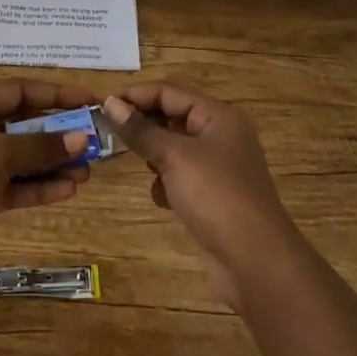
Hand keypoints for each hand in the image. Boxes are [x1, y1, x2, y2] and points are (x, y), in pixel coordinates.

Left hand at [0, 80, 97, 280]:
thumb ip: (40, 146)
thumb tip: (82, 137)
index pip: (19, 90)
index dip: (56, 94)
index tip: (90, 101)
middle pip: (20, 125)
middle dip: (56, 135)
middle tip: (93, 143)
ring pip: (17, 158)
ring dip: (50, 164)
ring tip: (86, 172)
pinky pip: (9, 185)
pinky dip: (35, 187)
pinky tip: (66, 191)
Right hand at [103, 85, 298, 307]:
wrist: (256, 263)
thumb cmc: (216, 197)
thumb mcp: (175, 157)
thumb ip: (141, 130)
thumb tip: (110, 103)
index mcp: (218, 117)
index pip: (169, 92)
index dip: (135, 94)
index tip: (100, 103)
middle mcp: (220, 136)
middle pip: (173, 116)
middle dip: (141, 122)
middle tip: (105, 129)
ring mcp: (218, 168)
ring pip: (175, 148)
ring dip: (153, 153)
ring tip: (129, 159)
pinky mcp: (213, 197)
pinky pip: (181, 177)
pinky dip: (167, 182)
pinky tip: (160, 197)